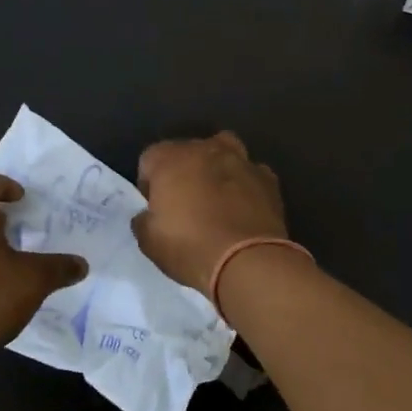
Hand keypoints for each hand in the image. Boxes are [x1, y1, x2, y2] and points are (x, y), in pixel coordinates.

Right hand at [133, 131, 288, 296]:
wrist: (248, 261)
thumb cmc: (190, 247)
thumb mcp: (149, 242)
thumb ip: (143, 221)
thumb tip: (148, 215)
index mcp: (170, 158)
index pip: (149, 159)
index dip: (149, 184)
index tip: (155, 208)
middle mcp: (205, 149)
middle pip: (187, 151)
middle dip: (183, 172)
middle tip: (185, 205)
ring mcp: (240, 160)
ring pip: (223, 152)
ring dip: (217, 169)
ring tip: (217, 198)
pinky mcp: (268, 178)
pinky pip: (251, 174)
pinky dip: (246, 185)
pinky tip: (245, 208)